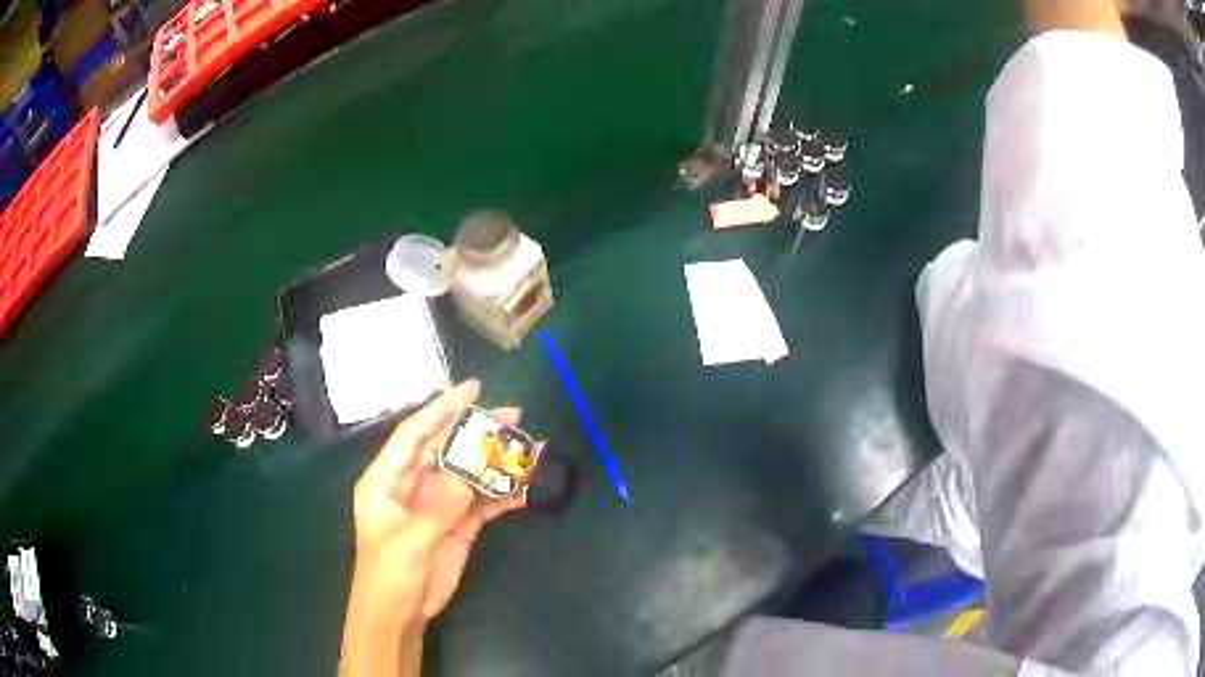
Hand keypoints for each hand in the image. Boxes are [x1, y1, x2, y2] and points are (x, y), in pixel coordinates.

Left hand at [348, 379, 527, 630]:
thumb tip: (468, 478)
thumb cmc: (388, 573)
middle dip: (477, 430)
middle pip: (447, 448)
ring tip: (531, 447)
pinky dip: (503, 495)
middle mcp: (413, 484)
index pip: (415, 435)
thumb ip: (437, 507)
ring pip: (469, 473)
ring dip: (497, 462)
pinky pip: (483, 502)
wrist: (400, 612)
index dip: (441, 410)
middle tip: (513, 415)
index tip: (472, 390)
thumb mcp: (407, 540)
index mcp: (387, 478)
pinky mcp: (458, 524)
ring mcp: (438, 504)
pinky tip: (526, 488)